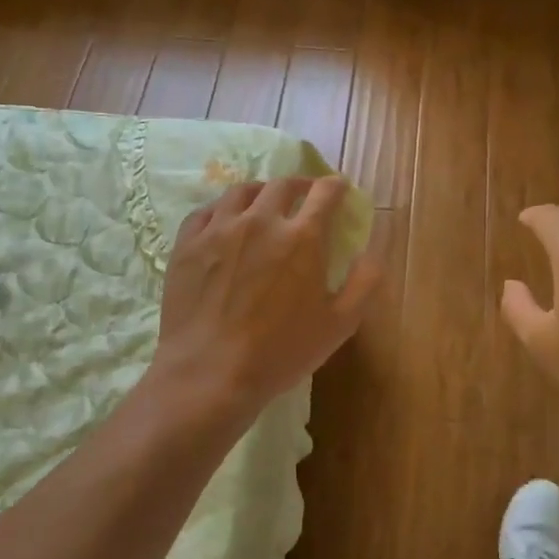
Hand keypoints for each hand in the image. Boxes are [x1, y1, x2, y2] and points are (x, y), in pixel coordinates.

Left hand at [152, 176, 382, 418]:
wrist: (209, 374)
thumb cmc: (280, 352)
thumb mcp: (340, 324)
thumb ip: (364, 283)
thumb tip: (371, 252)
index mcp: (303, 237)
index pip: (325, 193)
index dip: (337, 186)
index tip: (340, 190)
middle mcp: (261, 221)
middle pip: (283, 185)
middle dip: (300, 184)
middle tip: (305, 195)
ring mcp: (219, 230)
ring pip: (241, 191)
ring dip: (260, 191)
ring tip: (264, 202)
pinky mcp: (187, 245)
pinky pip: (205, 212)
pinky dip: (220, 210)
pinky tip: (223, 222)